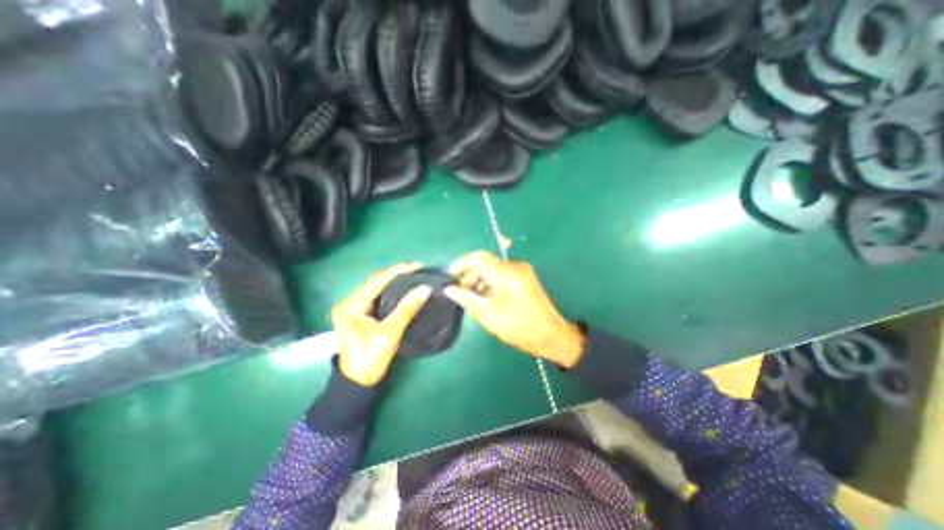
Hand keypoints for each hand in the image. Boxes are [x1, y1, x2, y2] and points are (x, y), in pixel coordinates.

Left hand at [330, 262, 431, 387]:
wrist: (358, 382)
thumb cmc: (371, 359)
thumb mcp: (390, 333)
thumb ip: (407, 309)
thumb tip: (426, 289)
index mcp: (351, 305)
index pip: (376, 281)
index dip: (398, 271)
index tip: (417, 265)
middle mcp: (349, 302)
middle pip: (375, 281)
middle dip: (397, 273)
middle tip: (418, 269)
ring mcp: (354, 307)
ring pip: (377, 288)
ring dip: (395, 280)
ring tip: (414, 274)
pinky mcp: (360, 313)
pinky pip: (378, 295)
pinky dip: (391, 290)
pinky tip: (404, 287)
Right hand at [443, 251, 583, 366]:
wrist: (551, 336)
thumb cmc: (518, 325)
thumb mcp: (487, 313)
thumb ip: (465, 298)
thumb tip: (448, 289)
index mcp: (507, 271)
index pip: (479, 257)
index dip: (461, 264)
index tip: (449, 277)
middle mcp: (515, 266)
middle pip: (486, 264)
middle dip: (469, 277)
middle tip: (458, 294)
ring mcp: (521, 273)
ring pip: (493, 272)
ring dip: (479, 283)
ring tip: (469, 300)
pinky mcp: (524, 281)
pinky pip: (502, 278)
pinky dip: (490, 287)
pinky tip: (483, 301)